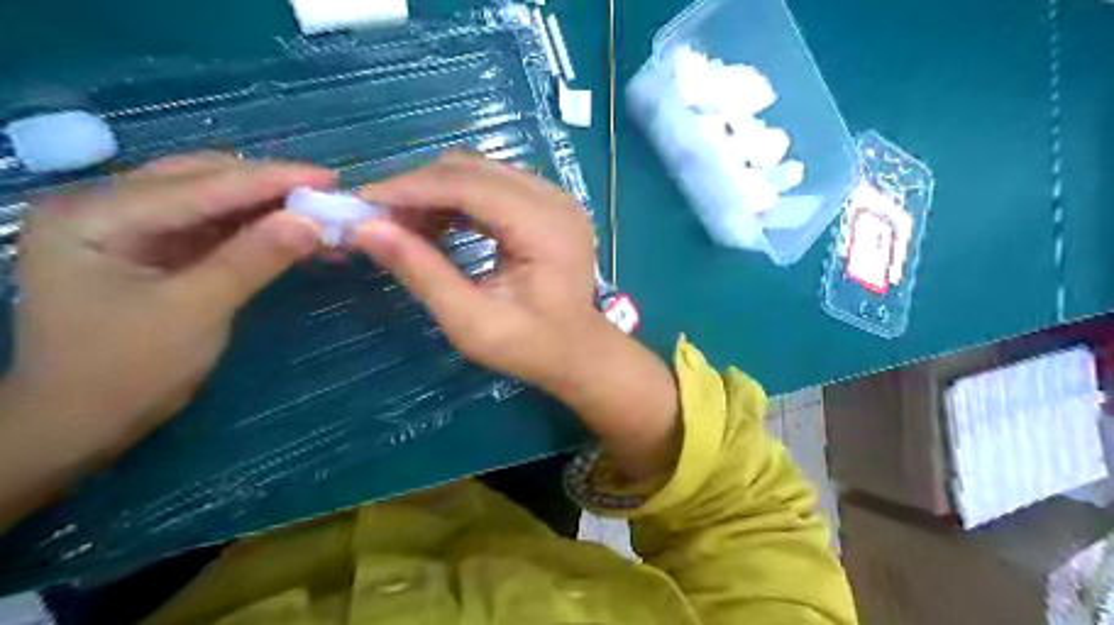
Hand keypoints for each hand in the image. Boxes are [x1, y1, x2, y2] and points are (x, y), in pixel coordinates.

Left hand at [6, 152, 333, 453]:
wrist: (81, 423)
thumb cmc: (126, 370)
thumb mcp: (197, 311)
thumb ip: (254, 259)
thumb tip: (312, 221)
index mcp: (95, 214)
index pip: (201, 185)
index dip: (271, 180)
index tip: (329, 177)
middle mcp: (104, 205)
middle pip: (201, 179)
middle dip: (268, 186)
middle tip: (327, 194)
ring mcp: (126, 226)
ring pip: (209, 199)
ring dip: (264, 205)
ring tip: (315, 210)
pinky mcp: (150, 249)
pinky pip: (210, 226)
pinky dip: (252, 228)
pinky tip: (287, 230)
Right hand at [352, 154, 683, 481]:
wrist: (579, 352)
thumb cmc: (532, 347)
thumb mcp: (472, 322)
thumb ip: (422, 273)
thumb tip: (366, 230)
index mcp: (544, 226)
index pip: (467, 185)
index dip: (410, 189)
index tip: (362, 203)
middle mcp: (554, 199)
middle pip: (472, 169)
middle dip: (419, 189)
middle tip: (380, 220)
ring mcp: (555, 198)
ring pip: (480, 172)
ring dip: (436, 192)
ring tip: (404, 226)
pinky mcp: (549, 205)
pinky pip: (494, 185)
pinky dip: (459, 199)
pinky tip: (436, 224)